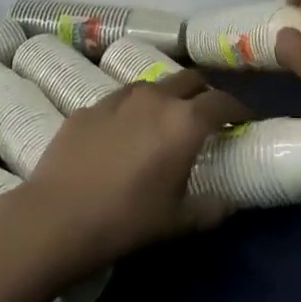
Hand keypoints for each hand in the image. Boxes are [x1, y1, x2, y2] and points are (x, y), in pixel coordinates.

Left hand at [20, 71, 250, 273]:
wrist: (56, 217)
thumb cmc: (126, 219)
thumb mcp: (178, 221)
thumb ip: (212, 209)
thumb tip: (229, 203)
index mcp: (185, 122)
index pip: (223, 101)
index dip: (239, 109)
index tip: (244, 121)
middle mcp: (155, 99)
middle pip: (190, 80)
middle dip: (204, 93)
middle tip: (207, 116)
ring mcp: (117, 99)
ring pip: (153, 86)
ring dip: (167, 97)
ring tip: (164, 120)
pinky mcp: (88, 108)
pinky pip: (120, 101)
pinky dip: (132, 110)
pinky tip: (123, 134)